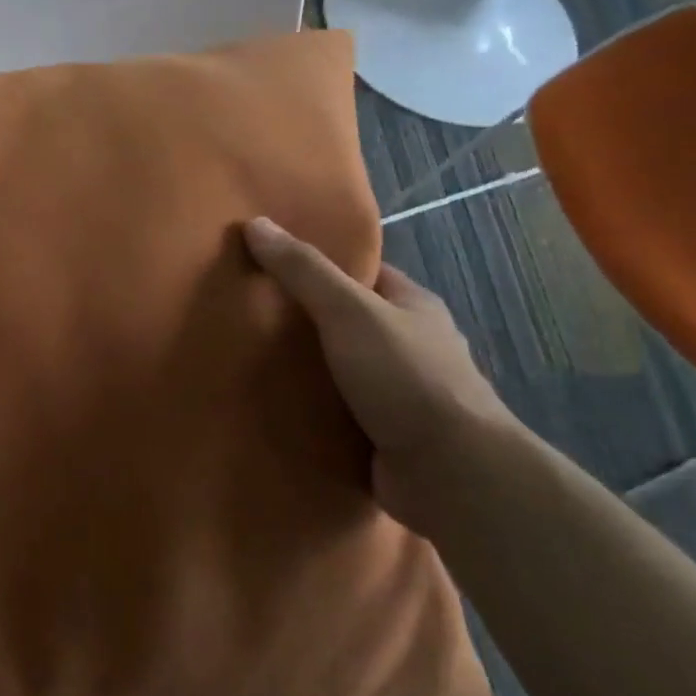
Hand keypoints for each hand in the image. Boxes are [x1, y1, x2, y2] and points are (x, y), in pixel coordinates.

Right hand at [244, 217, 519, 531]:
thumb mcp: (349, 310)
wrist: (450, 472)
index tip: (269, 268)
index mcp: (413, 307)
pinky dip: (310, 412)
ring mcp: (400, 394)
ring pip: (340, 372)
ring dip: (304, 373)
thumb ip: (303, 270)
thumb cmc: (405, 377)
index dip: (319, 267)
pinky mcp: (385, 436)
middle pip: (346, 324)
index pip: (362, 275)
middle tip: (247, 317)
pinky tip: (271, 407)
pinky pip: (338, 414)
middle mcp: (410, 347)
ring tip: (246, 363)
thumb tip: (255, 223)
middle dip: (303, 324)